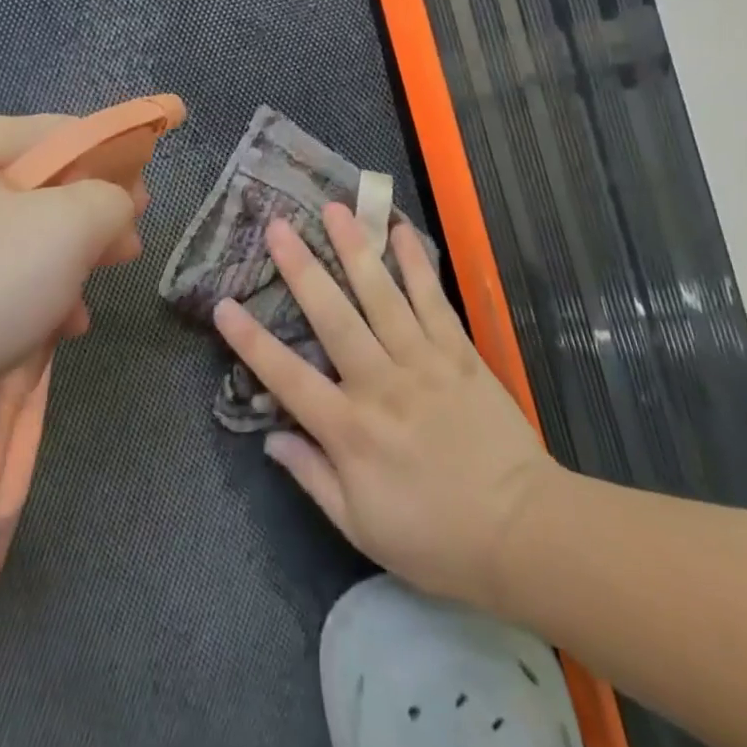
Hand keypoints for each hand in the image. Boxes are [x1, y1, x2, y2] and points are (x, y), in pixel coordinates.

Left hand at [0, 114, 145, 403]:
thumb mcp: (70, 224)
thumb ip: (110, 199)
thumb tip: (117, 203)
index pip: (68, 131)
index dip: (114, 157)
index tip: (142, 197)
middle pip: (49, 186)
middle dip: (94, 218)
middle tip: (127, 246)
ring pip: (29, 238)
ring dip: (70, 264)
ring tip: (92, 295)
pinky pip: (3, 279)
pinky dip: (37, 297)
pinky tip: (60, 328)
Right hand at [214, 205, 559, 610]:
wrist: (524, 532)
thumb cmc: (436, 538)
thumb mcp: (362, 527)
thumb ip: (313, 477)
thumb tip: (271, 438)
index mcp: (350, 430)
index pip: (288, 377)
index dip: (251, 341)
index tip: (222, 304)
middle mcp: (381, 384)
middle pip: (334, 317)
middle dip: (302, 268)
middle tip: (278, 226)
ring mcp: (423, 362)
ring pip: (382, 296)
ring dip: (355, 249)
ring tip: (335, 209)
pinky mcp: (460, 353)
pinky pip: (434, 300)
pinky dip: (416, 264)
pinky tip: (400, 230)